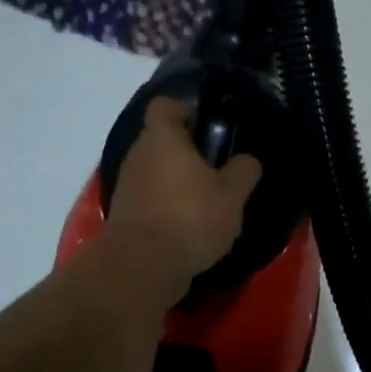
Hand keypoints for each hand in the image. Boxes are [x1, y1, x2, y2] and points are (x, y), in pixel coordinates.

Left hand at [107, 97, 261, 290]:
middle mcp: (138, 155)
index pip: (166, 105)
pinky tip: (189, 228)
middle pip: (162, 140)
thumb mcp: (232, 194)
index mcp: (163, 138)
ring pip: (156, 171)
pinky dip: (167, 206)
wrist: (142, 266)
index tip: (209, 129)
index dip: (187, 110)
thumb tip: (246, 161)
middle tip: (218, 171)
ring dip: (178, 182)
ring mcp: (127, 186)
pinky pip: (149, 199)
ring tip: (208, 205)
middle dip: (188, 152)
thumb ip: (243, 170)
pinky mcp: (124, 215)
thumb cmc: (190, 217)